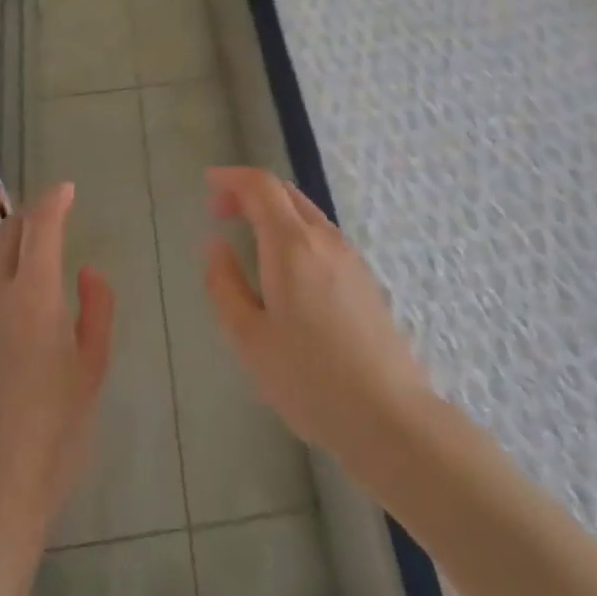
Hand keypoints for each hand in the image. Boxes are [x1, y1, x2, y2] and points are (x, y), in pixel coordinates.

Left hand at [0, 182, 113, 553]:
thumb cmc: (56, 432)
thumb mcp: (92, 369)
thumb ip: (96, 310)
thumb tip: (84, 270)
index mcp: (36, 297)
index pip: (41, 229)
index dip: (54, 202)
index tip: (66, 190)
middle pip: (5, 234)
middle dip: (24, 210)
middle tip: (39, 204)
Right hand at [202, 167, 434, 472]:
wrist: (388, 417)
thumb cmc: (308, 379)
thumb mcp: (249, 338)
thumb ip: (224, 284)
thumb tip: (215, 244)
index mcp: (292, 245)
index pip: (261, 186)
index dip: (232, 178)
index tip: (208, 184)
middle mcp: (324, 239)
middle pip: (286, 193)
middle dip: (250, 192)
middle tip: (220, 211)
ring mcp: (350, 257)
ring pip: (306, 213)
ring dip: (273, 211)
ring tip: (248, 238)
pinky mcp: (365, 278)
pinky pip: (322, 235)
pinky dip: (294, 230)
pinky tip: (284, 267)